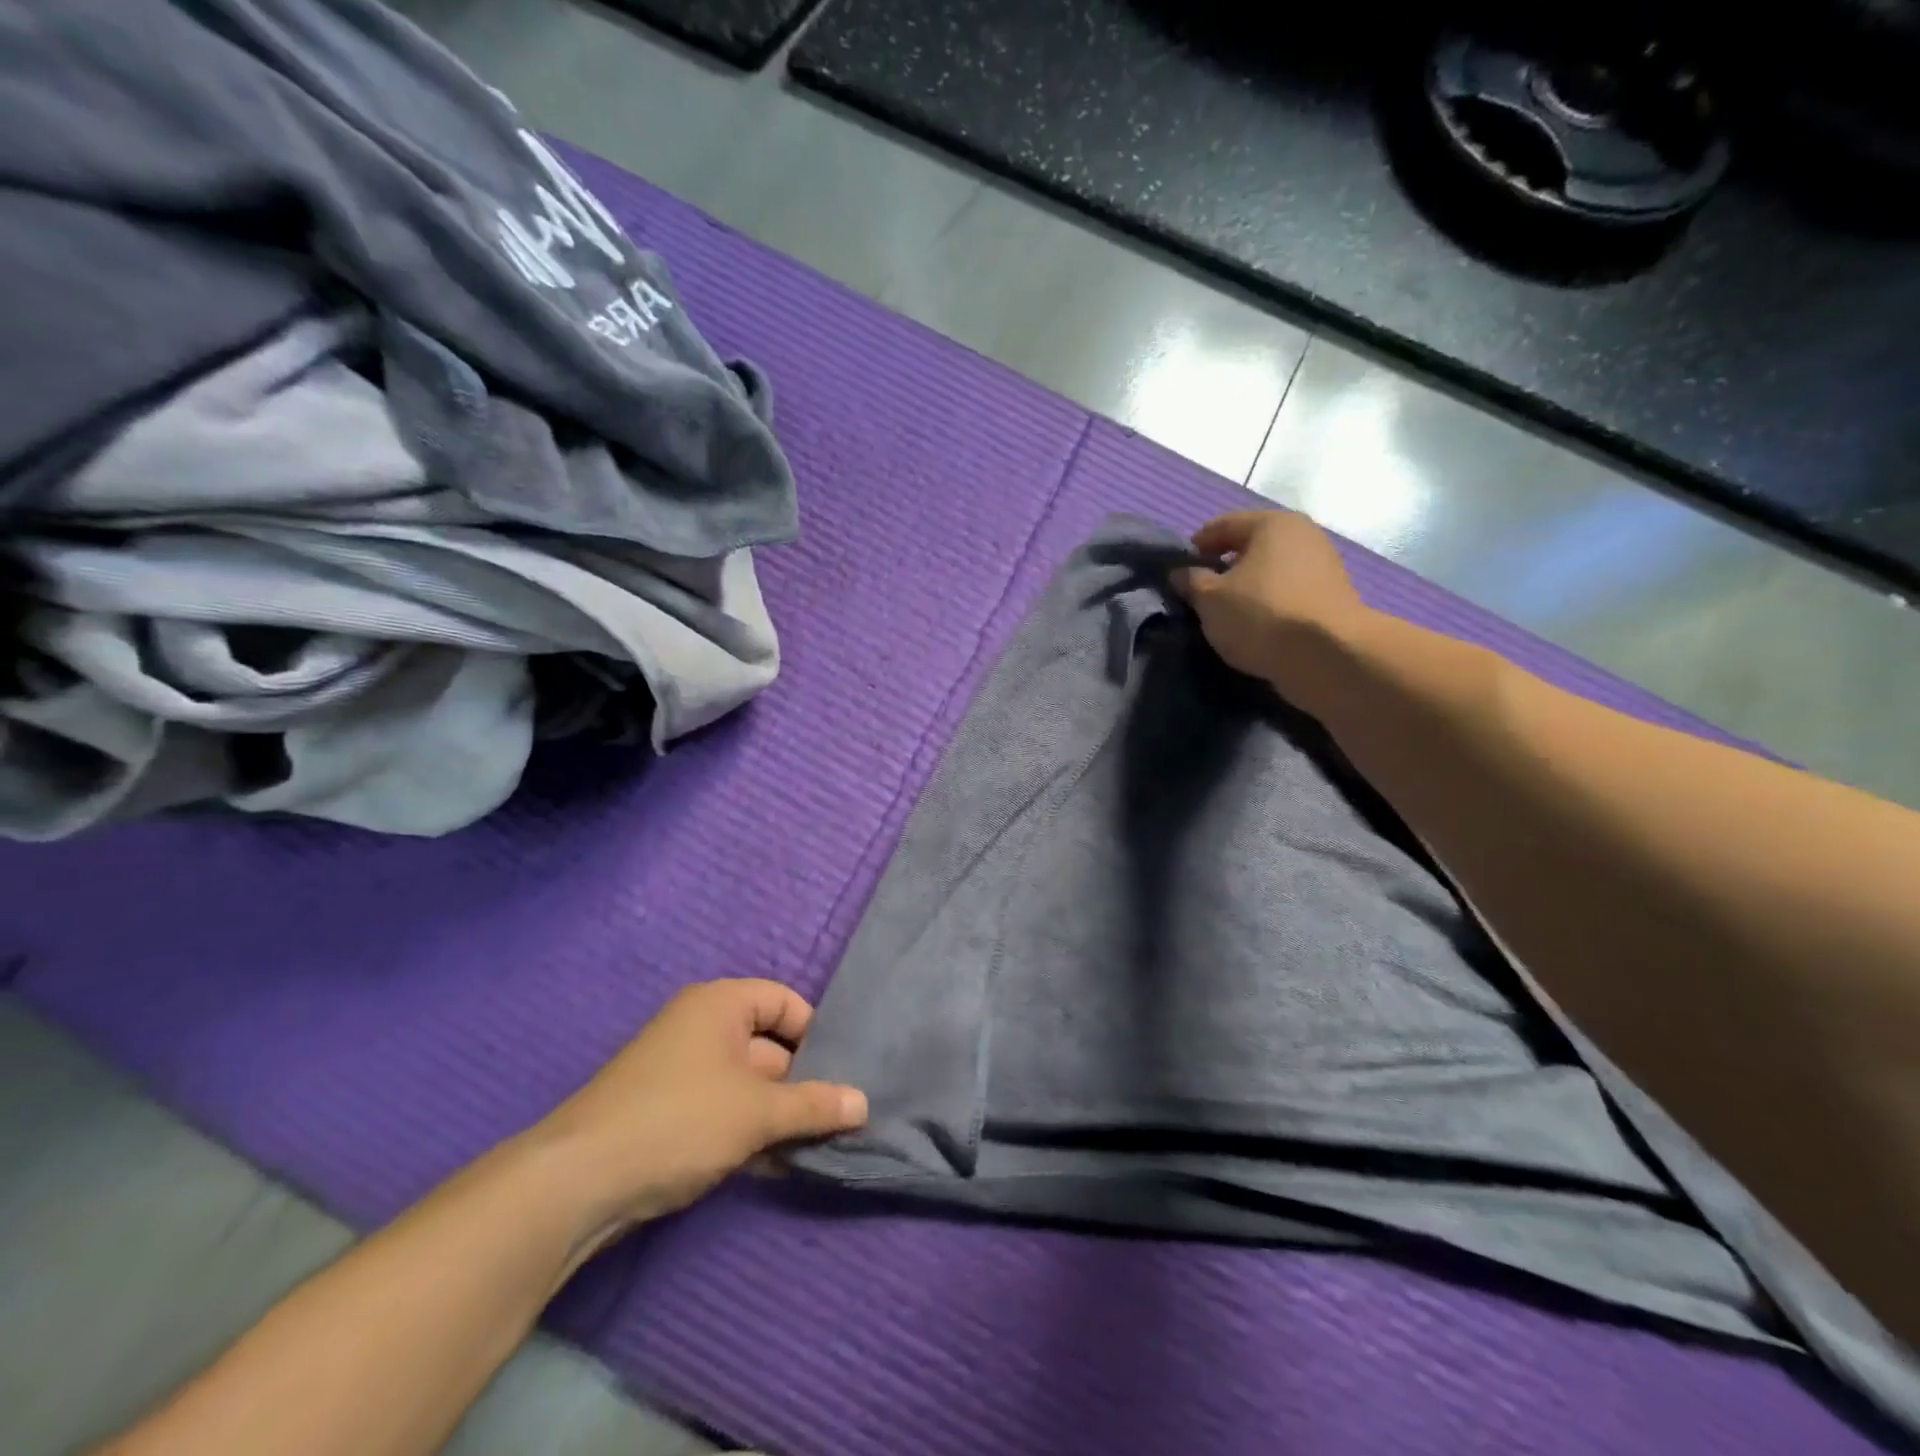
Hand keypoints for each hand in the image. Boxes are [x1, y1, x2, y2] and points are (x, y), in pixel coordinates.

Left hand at [534, 980, 866, 1238]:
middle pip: (769, 1046)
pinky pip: (724, 1111)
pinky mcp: (669, 1114)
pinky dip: (750, 1133)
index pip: (784, 1001)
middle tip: (841, 1116)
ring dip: (779, 1115)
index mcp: (720, 1004)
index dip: (816, 1032)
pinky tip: (778, 1165)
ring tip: (818, 1145)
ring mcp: (682, 1072)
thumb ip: (814, 1105)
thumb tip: (863, 1103)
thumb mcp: (757, 1111)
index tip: (842, 1071)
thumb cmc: (679, 1120)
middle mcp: (701, 1028)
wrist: (577, 1182)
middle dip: (802, 1082)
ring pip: (748, 1085)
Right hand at [1171, 510, 1370, 707]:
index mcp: (1272, 523)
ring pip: (1271, 572)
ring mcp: (1323, 566)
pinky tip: (1254, 626)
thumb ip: (1191, 582)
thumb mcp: (1210, 599)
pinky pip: (1287, 594)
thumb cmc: (1261, 614)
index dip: (1197, 545)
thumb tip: (1180, 573)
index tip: (1179, 570)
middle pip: (1251, 546)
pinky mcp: (1332, 599)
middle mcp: (1303, 535)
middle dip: (1224, 567)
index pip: (1223, 525)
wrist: (1328, 655)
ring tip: (1226, 613)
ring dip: (1247, 588)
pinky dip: (1268, 605)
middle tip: (1200, 593)